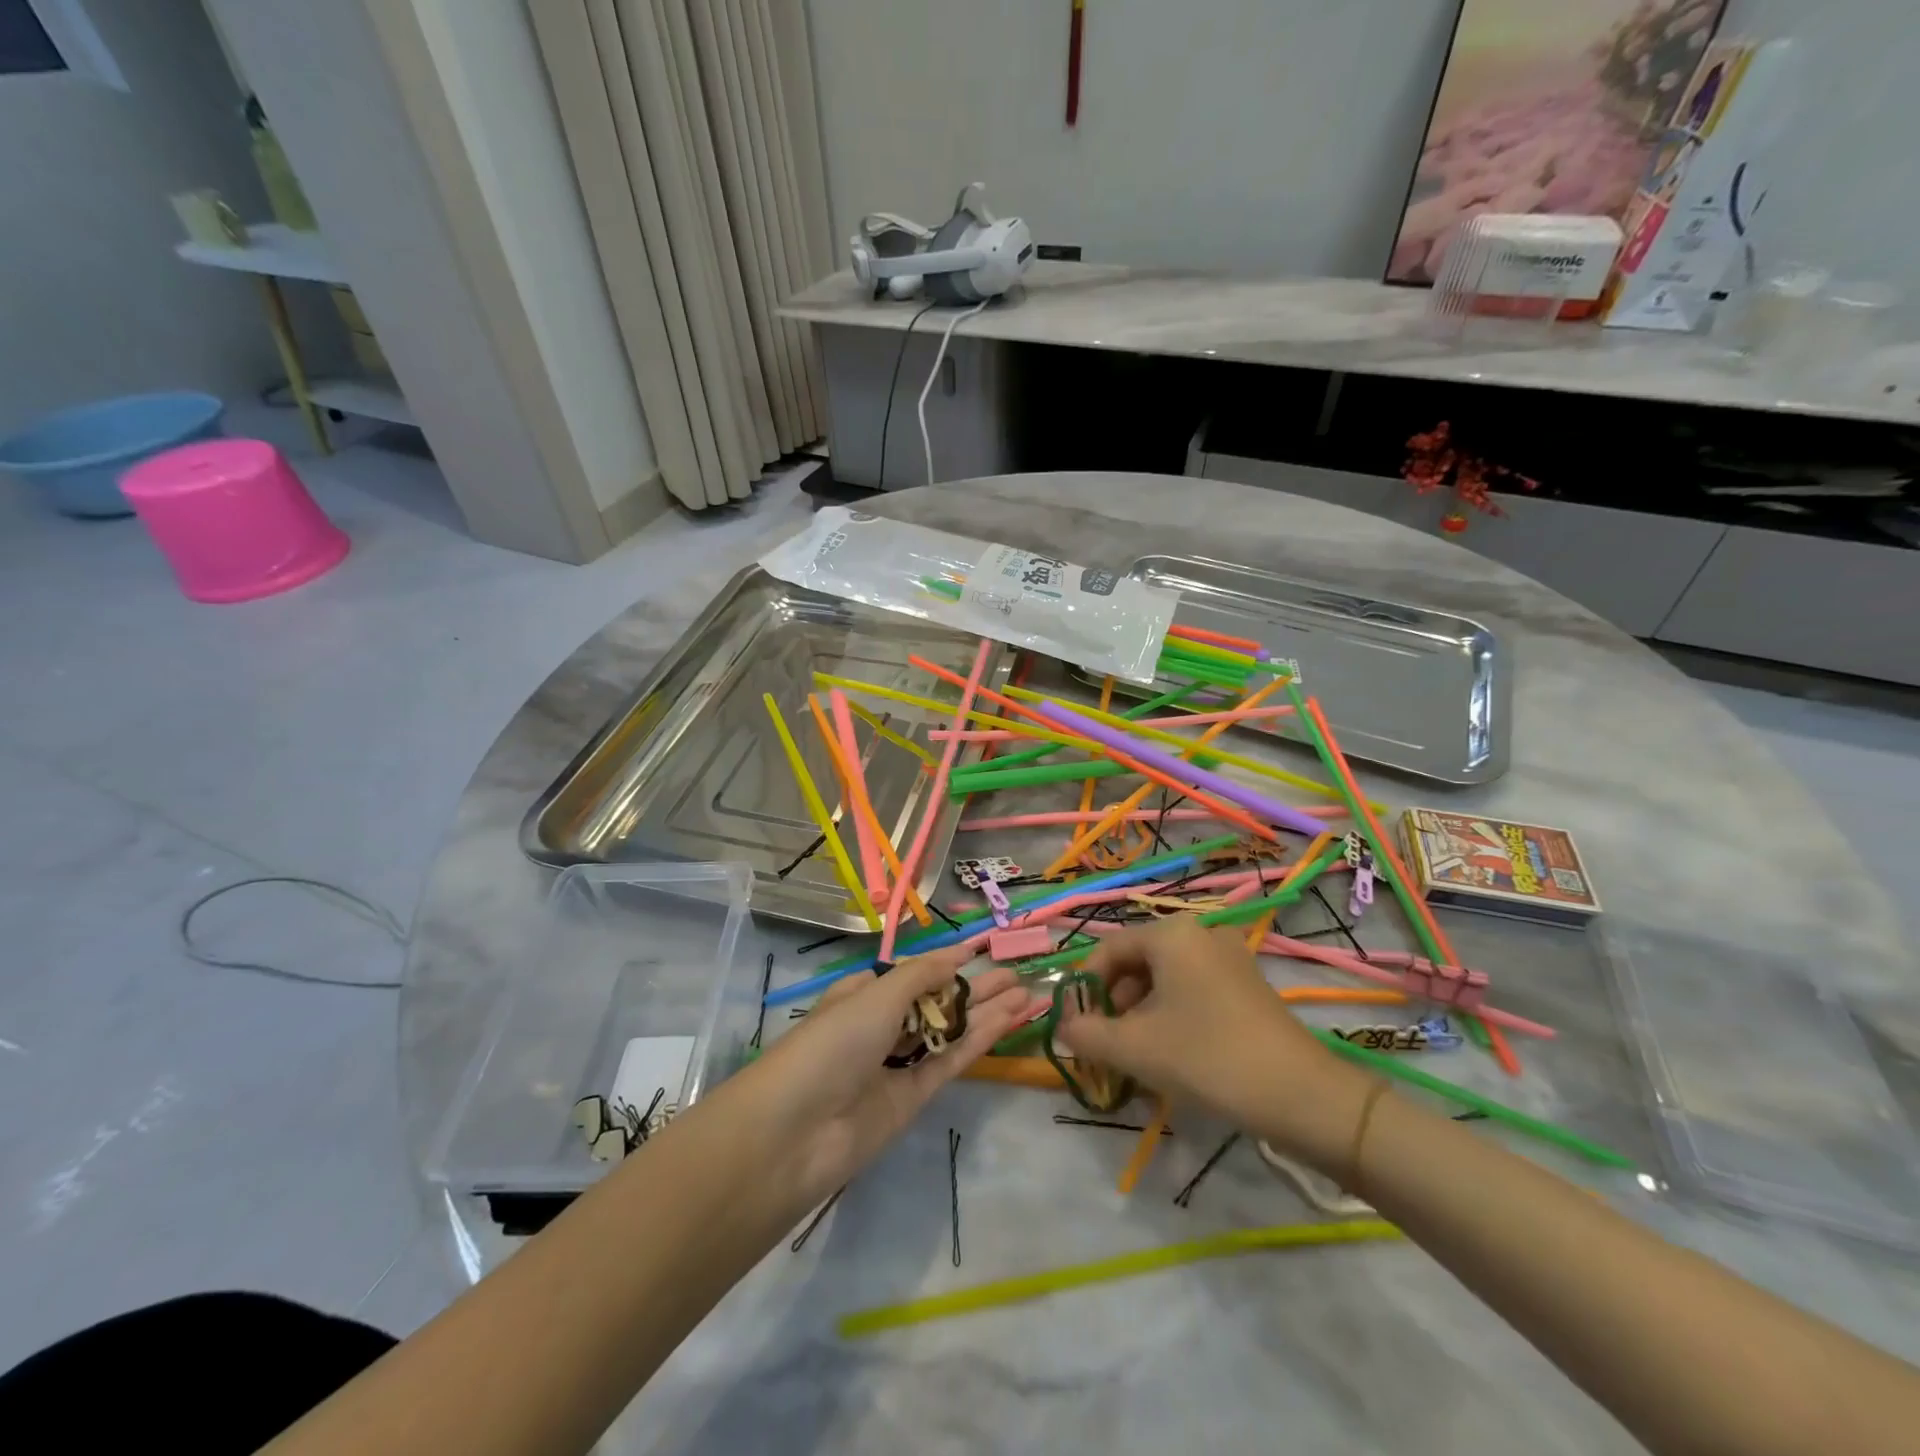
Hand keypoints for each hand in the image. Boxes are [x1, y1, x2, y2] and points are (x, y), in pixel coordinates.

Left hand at [742, 946, 1035, 1209]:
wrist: (798, 1132)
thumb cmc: (833, 1043)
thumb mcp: (876, 996)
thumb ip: (922, 976)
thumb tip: (958, 956)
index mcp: (862, 994)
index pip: (911, 974)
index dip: (945, 963)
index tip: (981, 950)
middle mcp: (880, 1025)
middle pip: (936, 1001)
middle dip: (974, 987)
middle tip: (1017, 974)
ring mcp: (897, 1063)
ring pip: (949, 1031)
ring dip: (985, 1012)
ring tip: (1026, 994)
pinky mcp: (912, 1098)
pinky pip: (950, 1061)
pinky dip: (978, 1040)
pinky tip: (1008, 1021)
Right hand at [1053, 916, 1372, 1169]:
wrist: (1303, 1096)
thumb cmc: (1208, 1058)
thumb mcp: (1135, 1048)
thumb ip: (1087, 1034)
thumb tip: (1064, 1027)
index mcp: (1171, 935)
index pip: (1108, 950)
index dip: (1085, 987)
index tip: (1076, 1026)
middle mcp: (1200, 933)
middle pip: (1137, 962)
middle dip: (1114, 1002)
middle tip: (1107, 1044)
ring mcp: (1229, 957)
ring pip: (1165, 978)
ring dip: (1141, 1012)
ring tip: (1137, 1055)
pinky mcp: (1248, 984)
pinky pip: (1193, 989)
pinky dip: (1172, 1014)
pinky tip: (1172, 1053)